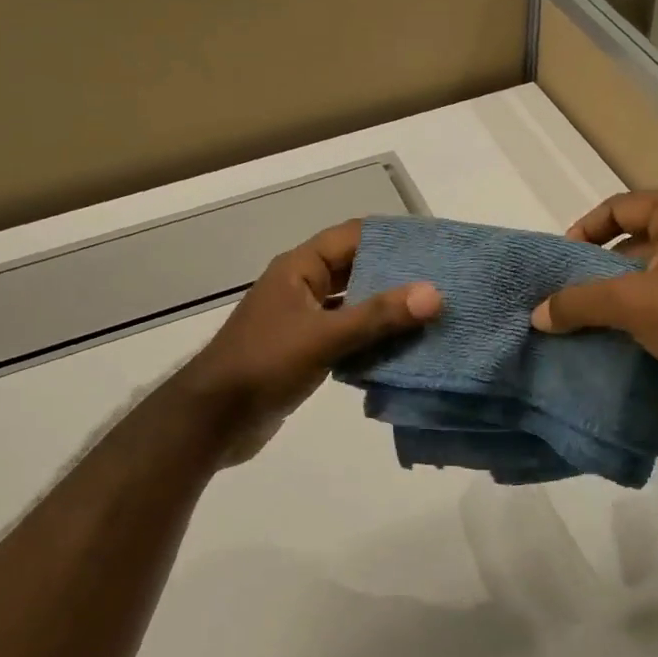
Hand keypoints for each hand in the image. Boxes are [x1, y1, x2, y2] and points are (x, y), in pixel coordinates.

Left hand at [176, 219, 441, 463]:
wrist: (214, 420)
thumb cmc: (264, 364)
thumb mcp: (324, 336)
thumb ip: (378, 316)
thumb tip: (433, 294)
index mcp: (299, 268)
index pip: (353, 236)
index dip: (391, 236)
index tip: (433, 245)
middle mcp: (301, 287)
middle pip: (356, 269)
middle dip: (396, 275)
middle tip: (442, 282)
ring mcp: (302, 321)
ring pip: (353, 305)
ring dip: (386, 311)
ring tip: (432, 314)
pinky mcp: (305, 351)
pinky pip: (347, 336)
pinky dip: (372, 339)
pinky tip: (404, 350)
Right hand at [530, 191, 657, 414]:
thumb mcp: (633, 304)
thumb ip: (580, 303)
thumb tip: (538, 313)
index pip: (620, 206)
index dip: (584, 229)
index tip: (561, 262)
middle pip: (637, 240)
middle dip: (600, 267)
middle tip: (571, 295)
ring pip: (656, 273)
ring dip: (623, 294)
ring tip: (592, 321)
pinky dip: (649, 313)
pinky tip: (628, 340)